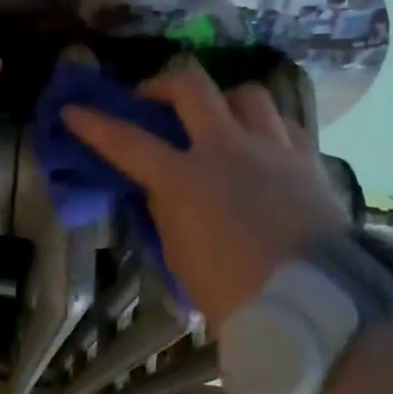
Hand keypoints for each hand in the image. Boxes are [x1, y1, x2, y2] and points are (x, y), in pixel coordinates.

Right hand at [61, 64, 347, 329]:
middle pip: (190, 87)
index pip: (127, 141)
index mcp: (187, 180)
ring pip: (246, 93)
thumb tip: (159, 186)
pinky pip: (283, 124)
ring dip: (222, 100)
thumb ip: (166, 211)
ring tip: (215, 121)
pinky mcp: (308, 160)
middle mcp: (228, 149)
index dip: (94, 124)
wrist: (320, 309)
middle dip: (161, 85)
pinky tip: (259, 146)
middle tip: (150, 100)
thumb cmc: (236, 294)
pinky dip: (263, 127)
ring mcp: (273, 149)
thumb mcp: (181, 256)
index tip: (72, 111)